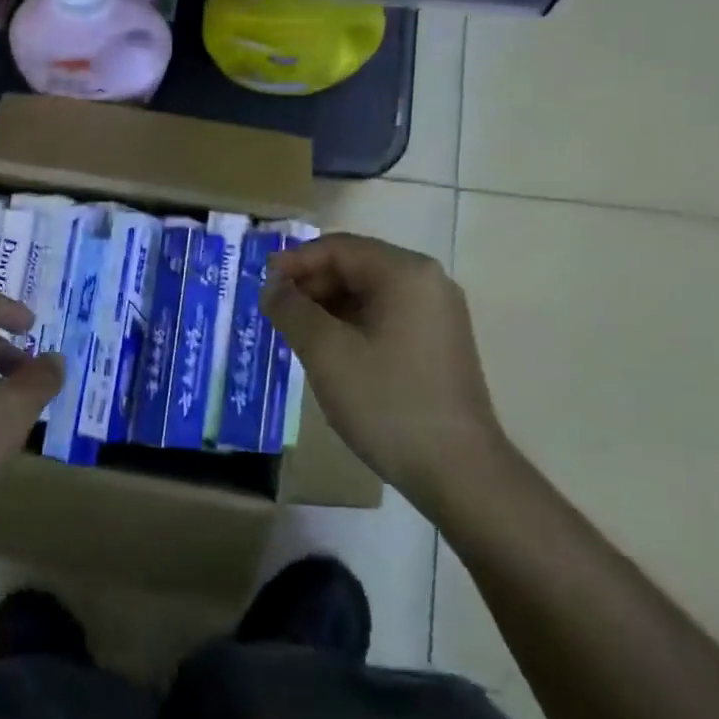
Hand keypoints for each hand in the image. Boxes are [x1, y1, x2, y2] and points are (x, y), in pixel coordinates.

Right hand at [263, 233, 505, 503]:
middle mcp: (427, 282)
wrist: (457, 470)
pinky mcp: (437, 342)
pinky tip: (327, 351)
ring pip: (368, 293)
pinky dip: (350, 324)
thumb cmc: (387, 402)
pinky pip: (384, 316)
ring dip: (327, 306)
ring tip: (294, 333)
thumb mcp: (326, 352)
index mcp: (405, 273)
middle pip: (355, 266)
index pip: (338, 248)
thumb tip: (272, 287)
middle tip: (274, 312)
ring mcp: (436, 313)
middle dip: (310, 284)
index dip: (294, 262)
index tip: (261, 286)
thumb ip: (291, 309)